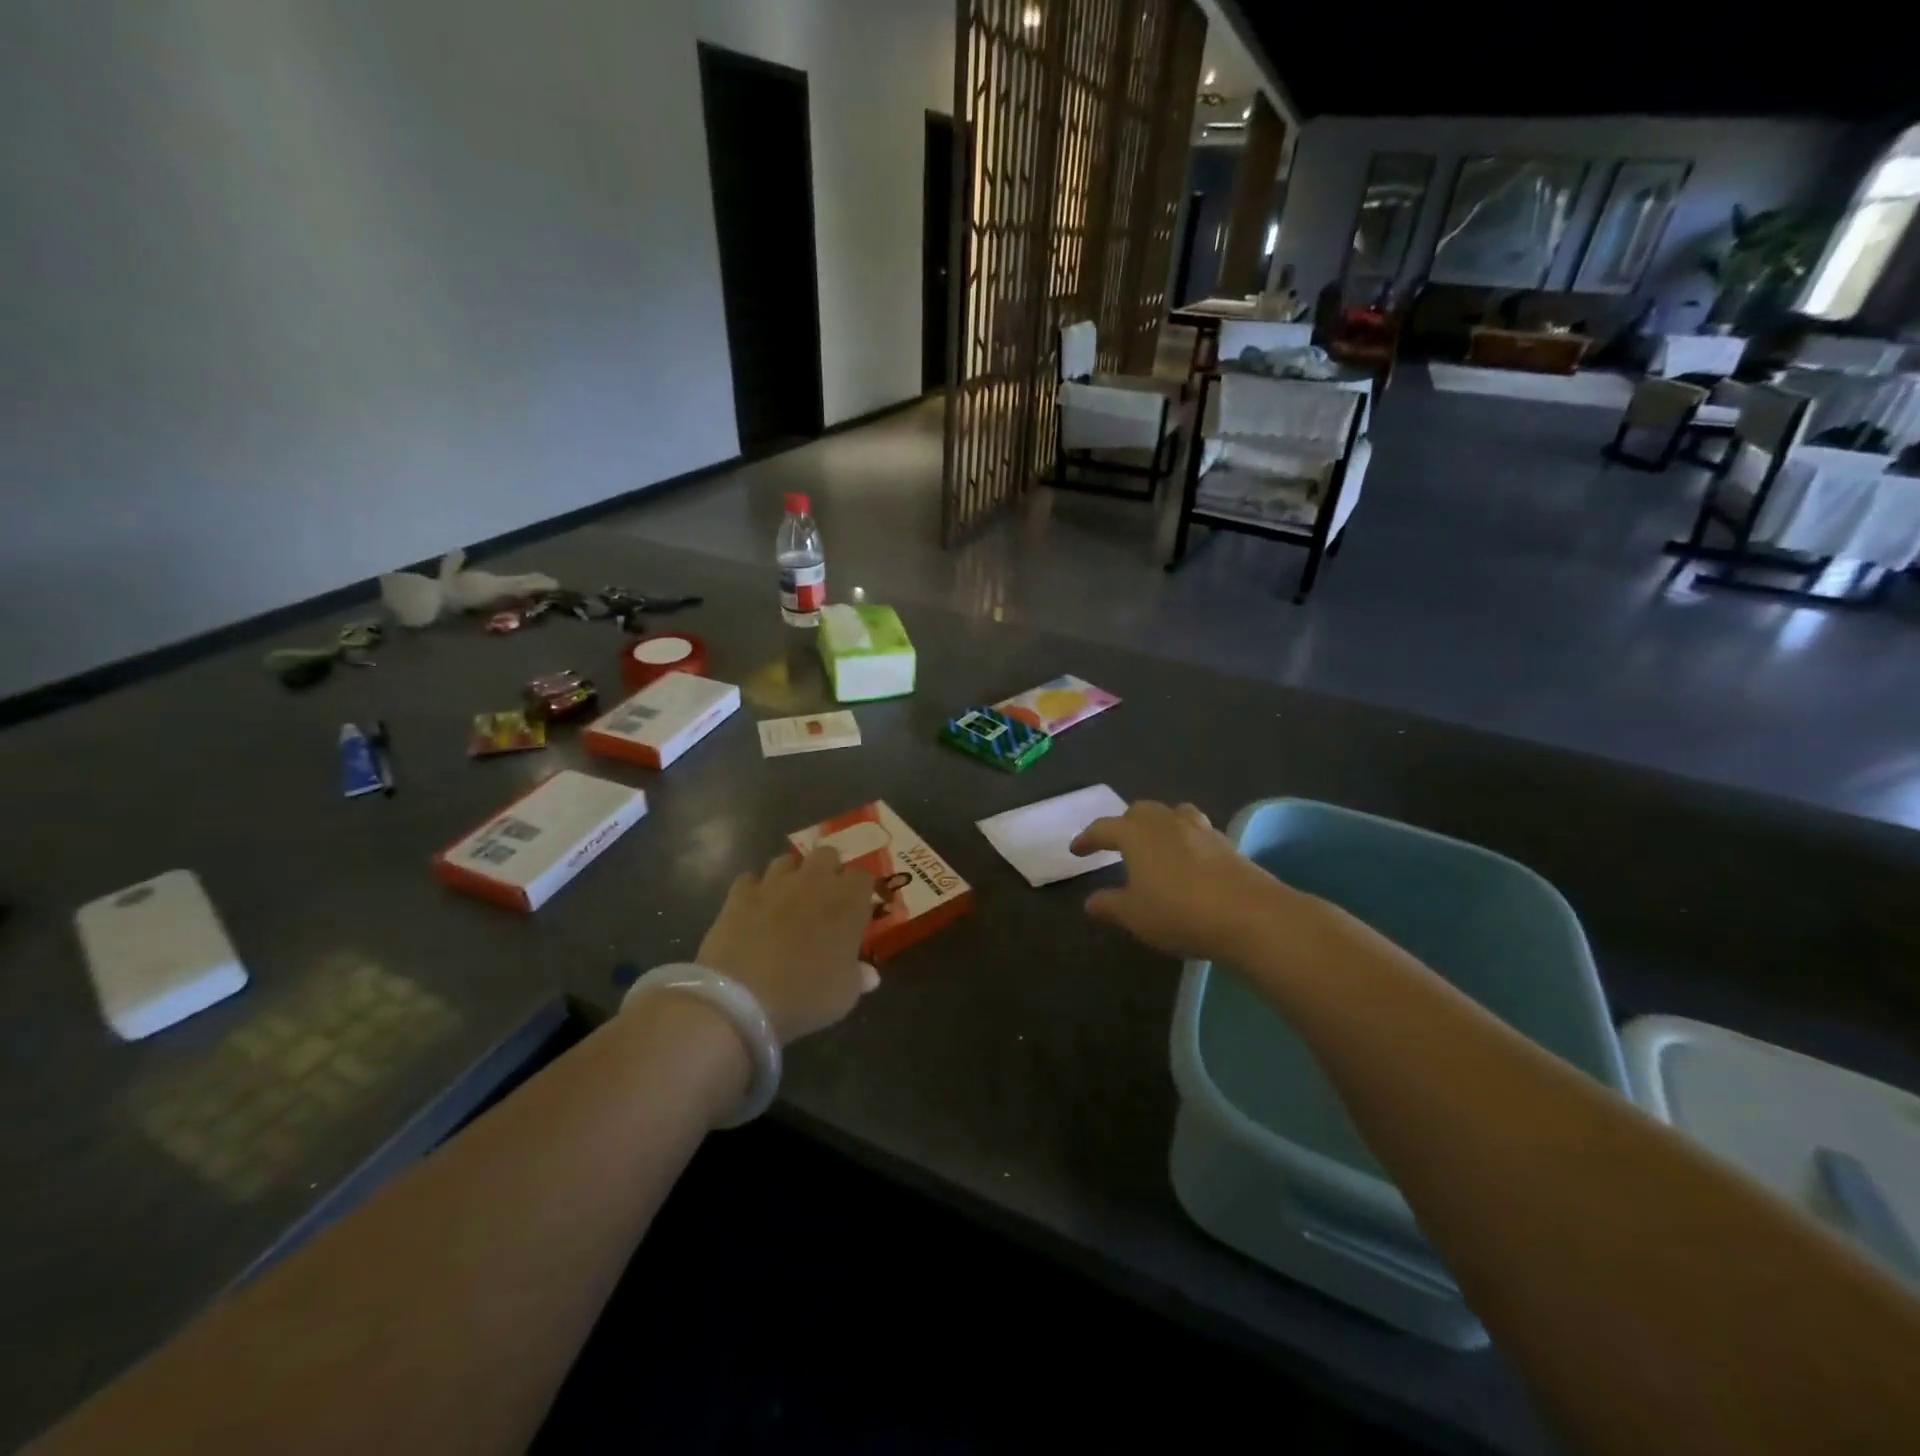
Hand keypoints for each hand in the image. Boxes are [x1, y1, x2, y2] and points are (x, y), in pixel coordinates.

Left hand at [695, 848, 880, 1042]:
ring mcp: (774, 883)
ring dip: (791, 876)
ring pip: (787, 861)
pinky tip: (754, 909)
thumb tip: (869, 974)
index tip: (857, 910)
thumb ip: (858, 977)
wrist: (740, 998)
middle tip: (824, 899)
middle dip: (828, 871)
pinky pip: (750, 880)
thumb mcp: (843, 995)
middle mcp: (814, 881)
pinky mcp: (739, 894)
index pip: (864, 876)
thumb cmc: (804, 995)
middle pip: (827, 855)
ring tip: (787, 901)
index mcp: (847, 901)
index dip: (860, 892)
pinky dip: (754, 891)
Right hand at [1070, 800, 1305, 963]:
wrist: (1250, 915)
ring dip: (1159, 825)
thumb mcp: (1135, 915)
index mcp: (1136, 834)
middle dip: (1124, 824)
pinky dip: (1185, 841)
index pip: (1104, 828)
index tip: (1077, 850)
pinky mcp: (1227, 845)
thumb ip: (1110, 905)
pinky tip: (1188, 861)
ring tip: (1155, 844)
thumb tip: (1090, 902)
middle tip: (1116, 844)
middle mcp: (1167, 822)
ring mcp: (1201, 830)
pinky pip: (1197, 832)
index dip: (1088, 838)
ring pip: (1173, 814)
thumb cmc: (1179, 912)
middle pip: (1140, 811)